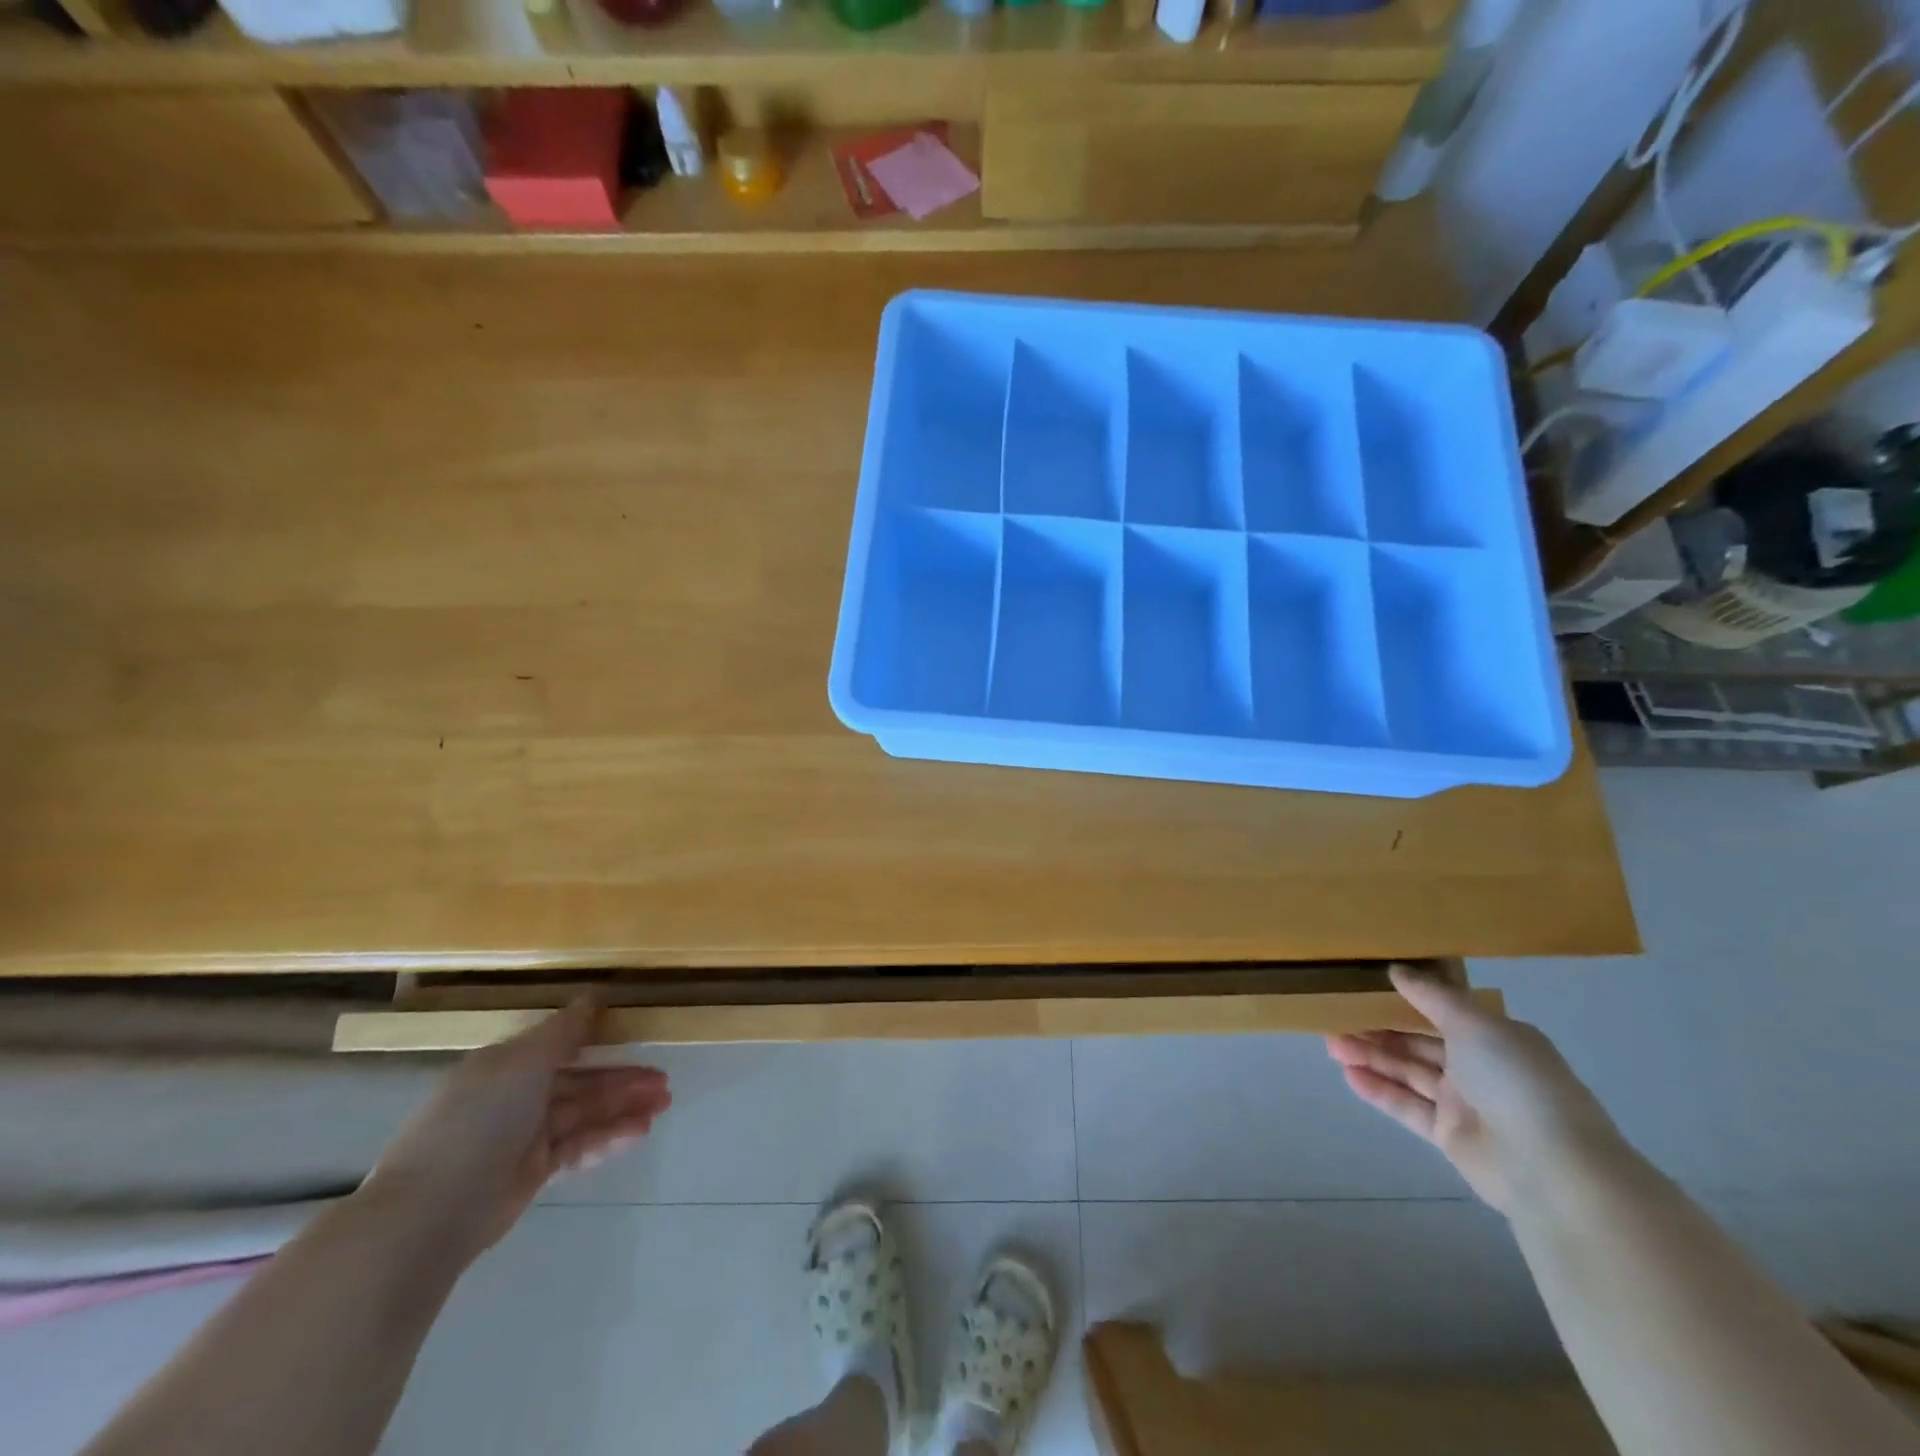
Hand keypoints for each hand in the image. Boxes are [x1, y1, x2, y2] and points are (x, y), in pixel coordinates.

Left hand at [363, 999, 670, 1263]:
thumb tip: (592, 997)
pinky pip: (578, 1147)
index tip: (638, 1035)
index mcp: (507, 1065)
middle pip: (579, 1081)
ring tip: (663, 1103)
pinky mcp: (532, 1173)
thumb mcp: (522, 1062)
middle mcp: (515, 1096)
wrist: (430, 1213)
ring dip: (623, 1107)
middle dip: (622, 1079)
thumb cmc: (478, 1121)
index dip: (600, 1039)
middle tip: (664, 1080)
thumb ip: (564, 1030)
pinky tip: (639, 1131)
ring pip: (584, 1113)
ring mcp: (523, 1137)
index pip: (561, 1044)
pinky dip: (609, 1138)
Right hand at [1327, 966, 1625, 1213]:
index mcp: (1494, 1037)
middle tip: (1333, 1017)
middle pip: (1418, 1043)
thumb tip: (1396, 969)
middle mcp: (1480, 1067)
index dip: (1402, 1000)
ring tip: (1331, 1044)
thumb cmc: (1515, 1081)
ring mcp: (1464, 1103)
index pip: (1440, 1012)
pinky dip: (1379, 1090)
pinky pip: (1407, 1106)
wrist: (1551, 1169)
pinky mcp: (1450, 1136)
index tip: (1362, 989)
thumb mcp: (1474, 1024)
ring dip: (1371, 1057)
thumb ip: (1431, 996)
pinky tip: (1348, 1075)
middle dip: (1377, 1030)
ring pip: (1408, 1072)